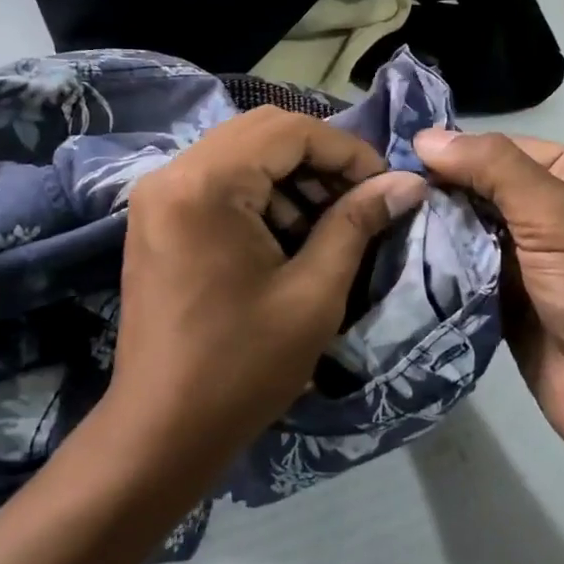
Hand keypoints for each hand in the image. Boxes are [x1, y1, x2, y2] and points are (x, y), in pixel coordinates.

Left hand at [111, 108, 427, 468]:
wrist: (161, 432)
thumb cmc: (242, 367)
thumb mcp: (314, 293)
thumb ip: (357, 223)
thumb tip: (407, 182)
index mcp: (206, 184)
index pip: (289, 130)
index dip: (347, 151)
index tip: (384, 186)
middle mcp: (172, 173)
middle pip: (262, 132)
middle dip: (320, 160)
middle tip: (359, 201)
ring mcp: (158, 196)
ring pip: (240, 153)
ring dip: (291, 177)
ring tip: (328, 224)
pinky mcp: (156, 219)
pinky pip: (218, 181)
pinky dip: (260, 195)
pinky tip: (287, 237)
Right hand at [411, 130, 563, 471]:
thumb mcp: (560, 220)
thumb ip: (495, 170)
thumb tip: (426, 136)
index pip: (506, 150)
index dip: (455, 151)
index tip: (394, 158)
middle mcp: (559, 214)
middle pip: (485, 189)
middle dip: (438, 192)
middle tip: (377, 191)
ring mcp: (533, 261)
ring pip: (471, 231)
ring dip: (433, 230)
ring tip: (376, 220)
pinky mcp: (510, 301)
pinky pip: (467, 272)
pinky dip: (438, 266)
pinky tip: (394, 256)